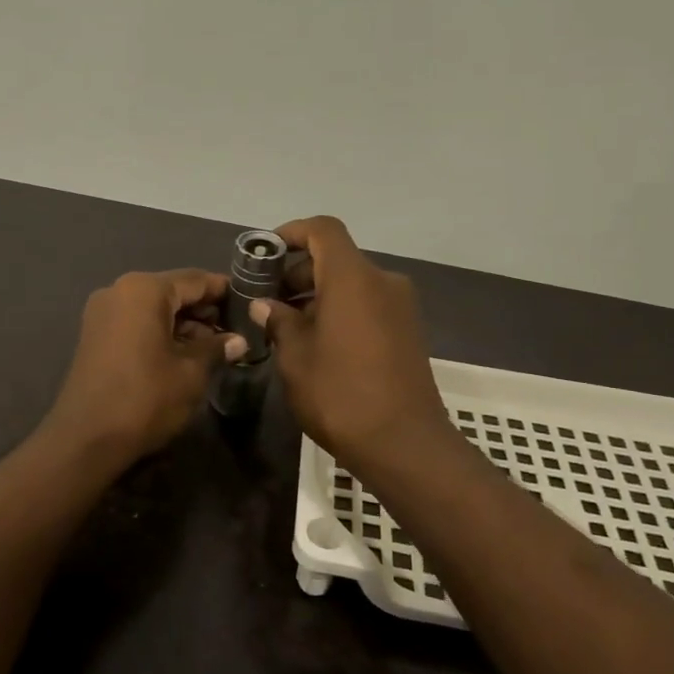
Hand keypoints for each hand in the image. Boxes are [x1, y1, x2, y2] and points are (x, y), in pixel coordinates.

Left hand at [43, 269, 247, 468]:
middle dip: (204, 310)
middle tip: (237, 330)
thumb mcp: (191, 373)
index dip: (225, 291)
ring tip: (216, 347)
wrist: (86, 438)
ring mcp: (103, 313)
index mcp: (144, 290)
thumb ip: (216, 348)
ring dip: (184, 324)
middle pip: (172, 291)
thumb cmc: (145, 398)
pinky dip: (161, 332)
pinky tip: (185, 354)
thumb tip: (238, 341)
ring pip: (154, 308)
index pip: (195, 280)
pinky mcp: (95, 335)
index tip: (250, 303)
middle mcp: (119, 291)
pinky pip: (137, 323)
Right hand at [251, 217, 451, 471]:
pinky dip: (341, 311)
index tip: (265, 254)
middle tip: (268, 303)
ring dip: (318, 295)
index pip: (323, 230)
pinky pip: (368, 305)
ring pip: (352, 284)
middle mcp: (382, 282)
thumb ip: (278, 322)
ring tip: (288, 329)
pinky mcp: (408, 331)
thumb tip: (265, 305)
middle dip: (299, 272)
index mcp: (353, 278)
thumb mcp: (295, 357)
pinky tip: (318, 344)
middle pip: (336, 258)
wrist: (404, 443)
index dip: (291, 233)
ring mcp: (400, 307)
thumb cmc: (340, 394)